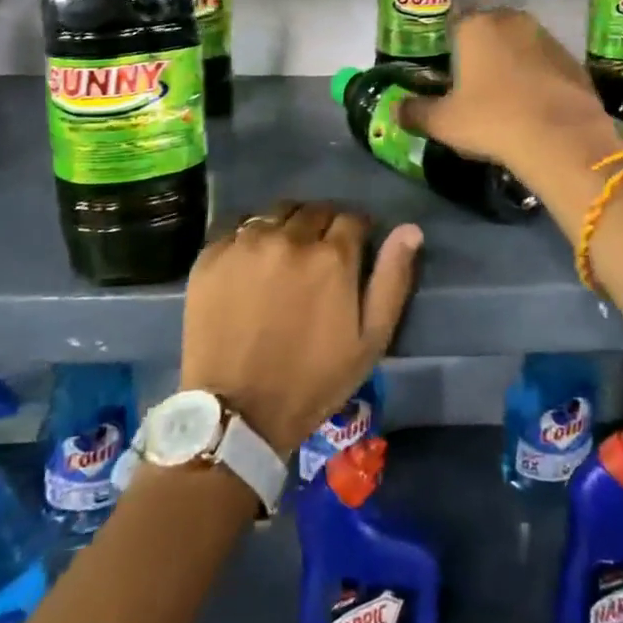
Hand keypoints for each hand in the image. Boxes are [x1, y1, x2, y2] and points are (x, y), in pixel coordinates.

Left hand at [179, 203, 422, 457]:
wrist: (238, 412)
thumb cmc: (313, 381)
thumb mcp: (370, 340)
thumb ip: (392, 279)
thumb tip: (410, 230)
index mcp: (332, 257)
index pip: (352, 218)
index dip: (357, 231)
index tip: (354, 248)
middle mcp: (290, 238)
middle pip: (314, 210)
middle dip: (323, 226)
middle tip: (319, 255)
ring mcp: (246, 244)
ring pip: (276, 213)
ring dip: (287, 226)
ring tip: (284, 254)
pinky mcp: (212, 255)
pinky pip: (238, 227)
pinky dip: (251, 237)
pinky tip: (251, 263)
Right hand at [397, 8, 622, 196]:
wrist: (562, 139)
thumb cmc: (492, 121)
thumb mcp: (444, 123)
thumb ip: (415, 112)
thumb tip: (395, 110)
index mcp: (476, 26)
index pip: (453, 25)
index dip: (448, 48)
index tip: (447, 74)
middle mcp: (512, 20)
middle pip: (488, 30)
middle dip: (481, 52)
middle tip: (473, 86)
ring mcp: (547, 37)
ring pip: (519, 44)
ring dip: (511, 62)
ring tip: (504, 98)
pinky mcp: (573, 59)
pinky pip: (545, 63)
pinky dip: (537, 77)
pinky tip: (533, 105)